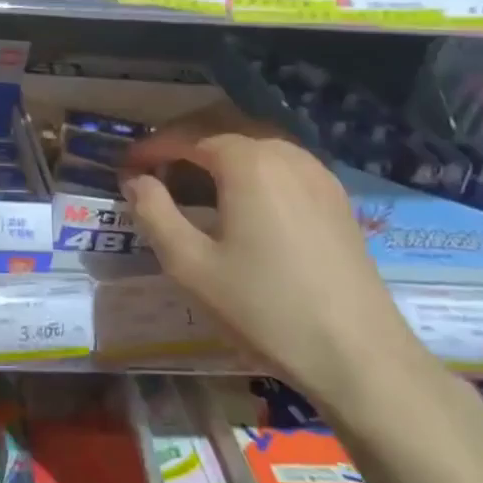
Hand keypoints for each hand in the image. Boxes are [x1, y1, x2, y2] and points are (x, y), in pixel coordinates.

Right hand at [121, 103, 436, 420]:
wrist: (359, 356)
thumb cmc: (264, 307)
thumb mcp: (189, 264)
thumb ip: (153, 212)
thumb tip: (135, 180)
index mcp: (247, 161)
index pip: (185, 135)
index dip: (149, 148)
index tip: (123, 168)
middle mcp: (284, 152)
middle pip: (221, 125)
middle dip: (181, 141)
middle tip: (152, 169)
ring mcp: (316, 172)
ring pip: (254, 141)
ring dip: (215, 151)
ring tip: (189, 182)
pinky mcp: (334, 197)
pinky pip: (280, 162)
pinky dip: (248, 166)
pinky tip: (237, 199)